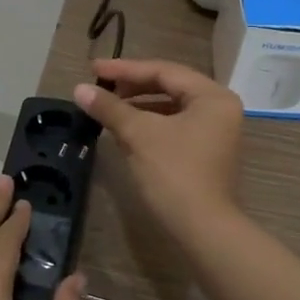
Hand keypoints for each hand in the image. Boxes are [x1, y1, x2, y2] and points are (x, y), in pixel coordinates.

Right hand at [74, 58, 243, 237]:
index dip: (125, 69)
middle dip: (132, 85)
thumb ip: (110, 107)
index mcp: (212, 96)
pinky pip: (175, 126)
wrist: (203, 230)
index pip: (164, 71)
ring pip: (171, 107)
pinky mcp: (207, 152)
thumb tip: (79, 89)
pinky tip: (125, 129)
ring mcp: (216, 131)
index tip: (94, 69)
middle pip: (170, 86)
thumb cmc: (174, 174)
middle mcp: (220, 108)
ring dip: (139, 105)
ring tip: (108, 106)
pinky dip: (150, 124)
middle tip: (100, 85)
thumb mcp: (139, 135)